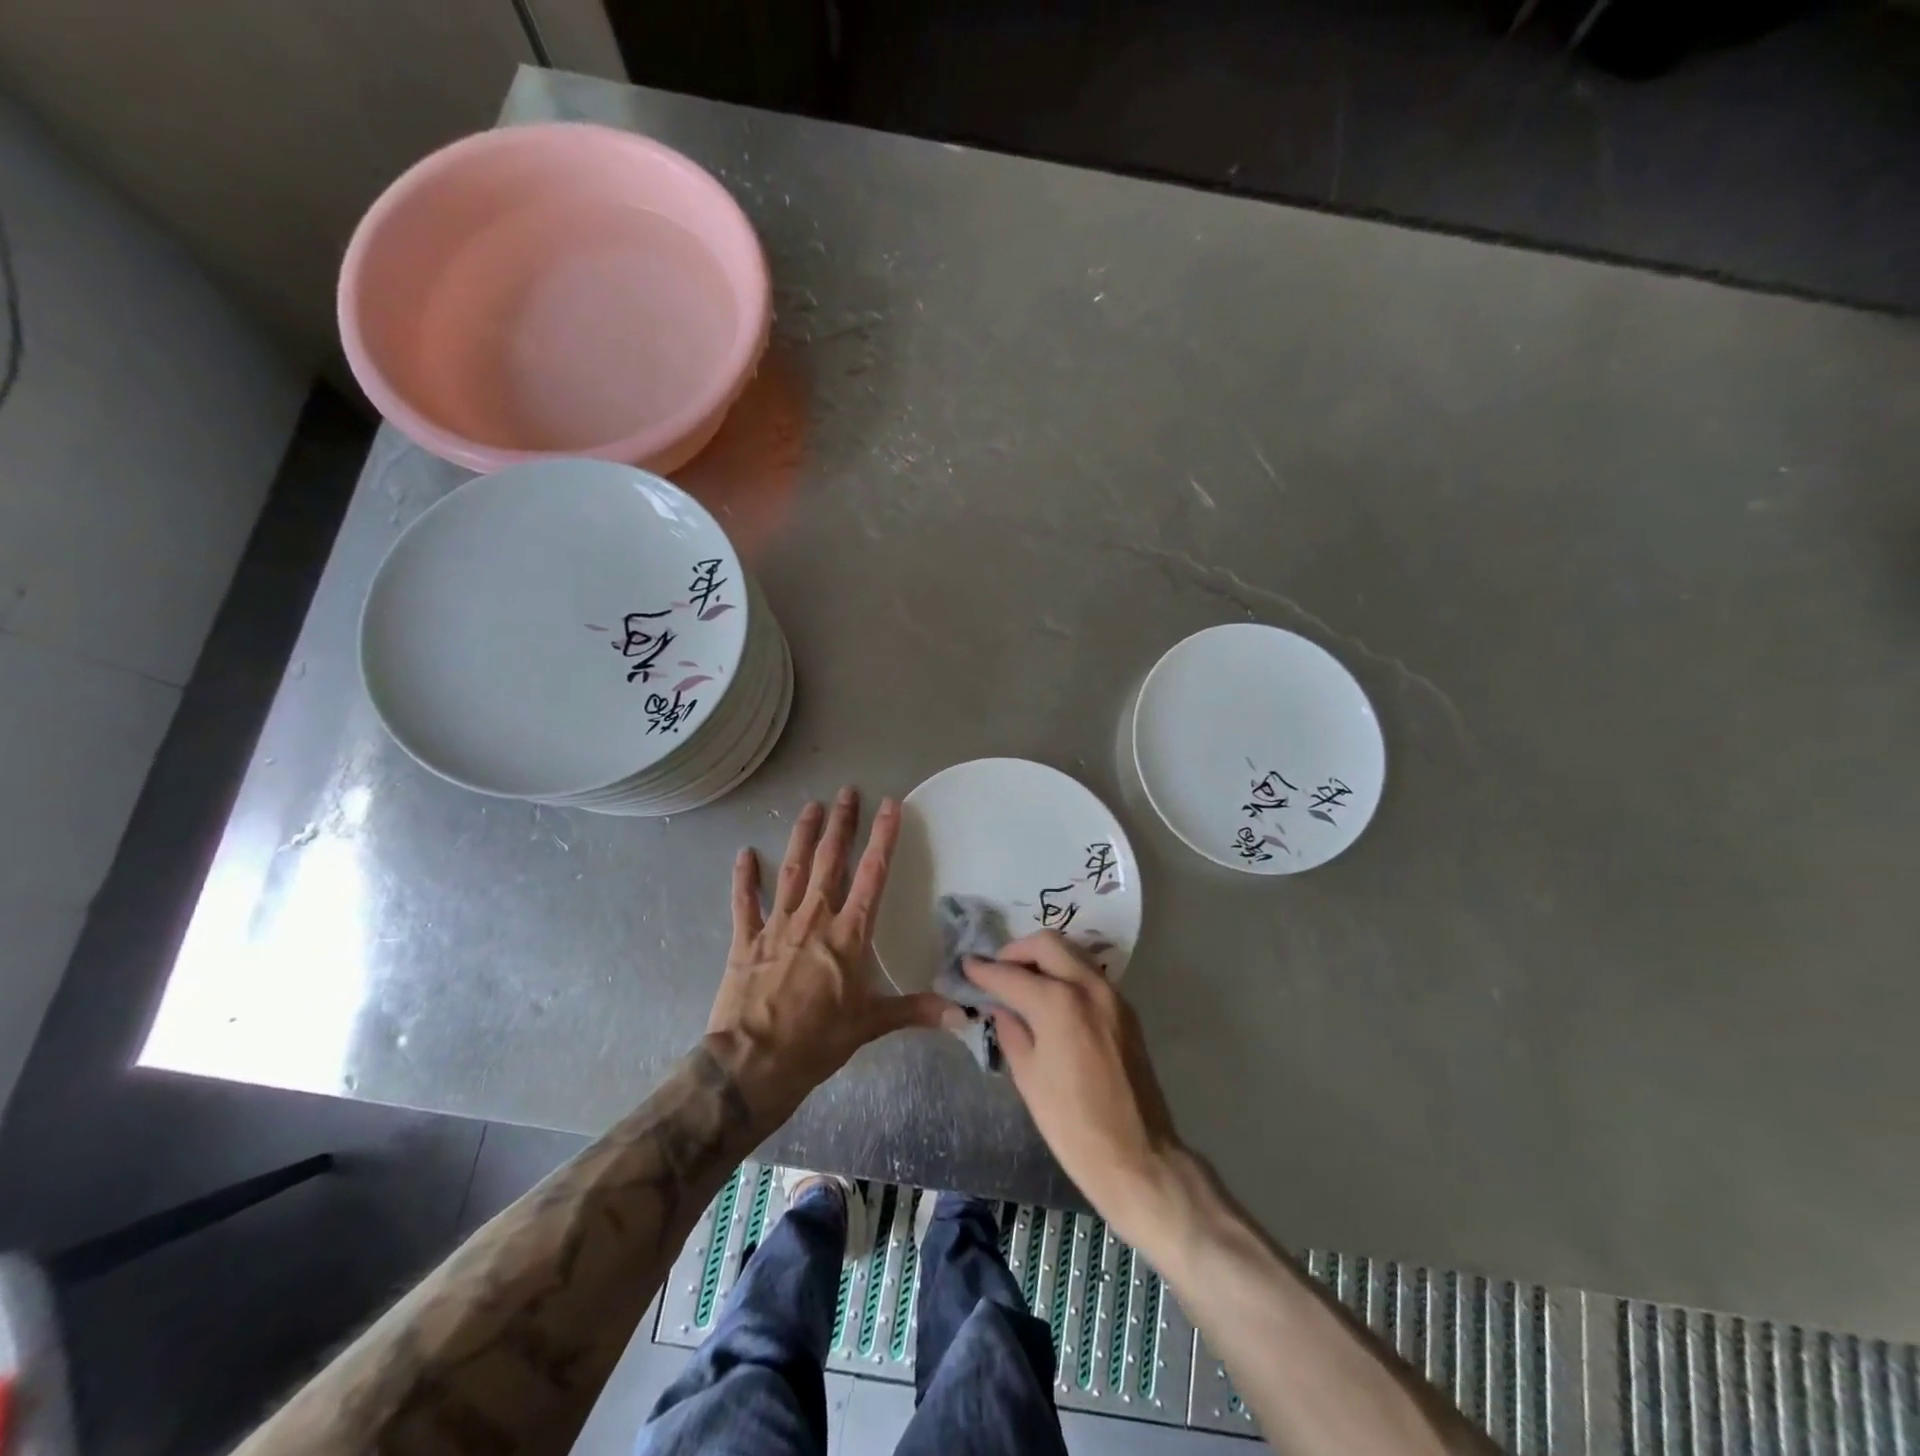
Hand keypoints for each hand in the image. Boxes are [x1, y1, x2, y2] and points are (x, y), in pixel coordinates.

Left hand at [706, 787, 945, 1124]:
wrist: (753, 1063)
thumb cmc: (817, 1042)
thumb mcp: (871, 1025)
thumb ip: (916, 1010)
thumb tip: (964, 1014)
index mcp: (849, 934)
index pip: (872, 874)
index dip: (884, 837)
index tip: (890, 804)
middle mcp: (815, 918)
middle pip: (831, 861)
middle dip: (842, 824)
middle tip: (847, 792)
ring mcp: (777, 925)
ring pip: (792, 870)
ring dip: (803, 837)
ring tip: (811, 807)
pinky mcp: (746, 940)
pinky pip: (745, 902)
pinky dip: (744, 878)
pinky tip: (744, 853)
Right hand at [965, 932, 1185, 1245]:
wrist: (1137, 1156)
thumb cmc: (1072, 1124)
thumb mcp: (1028, 1078)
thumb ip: (1011, 1031)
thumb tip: (1000, 1007)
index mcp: (1058, 1002)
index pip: (1011, 975)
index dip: (984, 970)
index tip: (966, 966)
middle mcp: (1087, 986)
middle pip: (1047, 944)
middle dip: (1016, 951)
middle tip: (997, 970)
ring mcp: (1112, 995)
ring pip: (1072, 954)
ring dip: (1044, 958)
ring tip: (1022, 981)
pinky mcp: (1126, 1011)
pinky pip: (1088, 975)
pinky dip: (1065, 974)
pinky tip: (1051, 997)